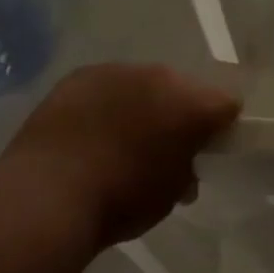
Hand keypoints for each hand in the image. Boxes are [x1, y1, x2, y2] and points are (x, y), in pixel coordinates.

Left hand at [1, 64, 238, 248]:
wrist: (46, 196)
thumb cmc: (119, 201)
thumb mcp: (168, 197)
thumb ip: (185, 172)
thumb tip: (183, 166)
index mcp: (193, 104)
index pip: (226, 104)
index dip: (222, 126)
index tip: (208, 149)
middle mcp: (162, 76)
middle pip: (184, 88)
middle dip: (179, 112)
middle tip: (163, 145)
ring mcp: (120, 71)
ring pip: (144, 84)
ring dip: (142, 104)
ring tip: (120, 138)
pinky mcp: (82, 75)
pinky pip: (107, 85)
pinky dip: (106, 102)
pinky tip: (89, 131)